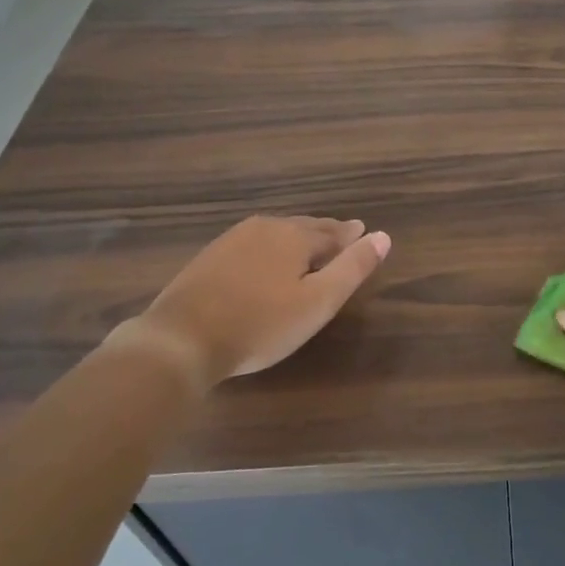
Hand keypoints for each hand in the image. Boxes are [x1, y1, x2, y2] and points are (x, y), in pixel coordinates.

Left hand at [118, 216, 389, 383]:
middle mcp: (265, 227)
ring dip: (297, 237)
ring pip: (277, 232)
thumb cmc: (261, 324)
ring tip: (309, 245)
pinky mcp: (210, 257)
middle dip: (326, 232)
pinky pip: (253, 243)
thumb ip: (352, 268)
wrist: (181, 339)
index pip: (333, 232)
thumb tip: (383, 236)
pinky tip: (267, 259)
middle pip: (305, 227)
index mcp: (295, 236)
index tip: (363, 234)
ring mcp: (233, 240)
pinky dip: (270, 247)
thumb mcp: (318, 302)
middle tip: (342, 235)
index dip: (351, 237)